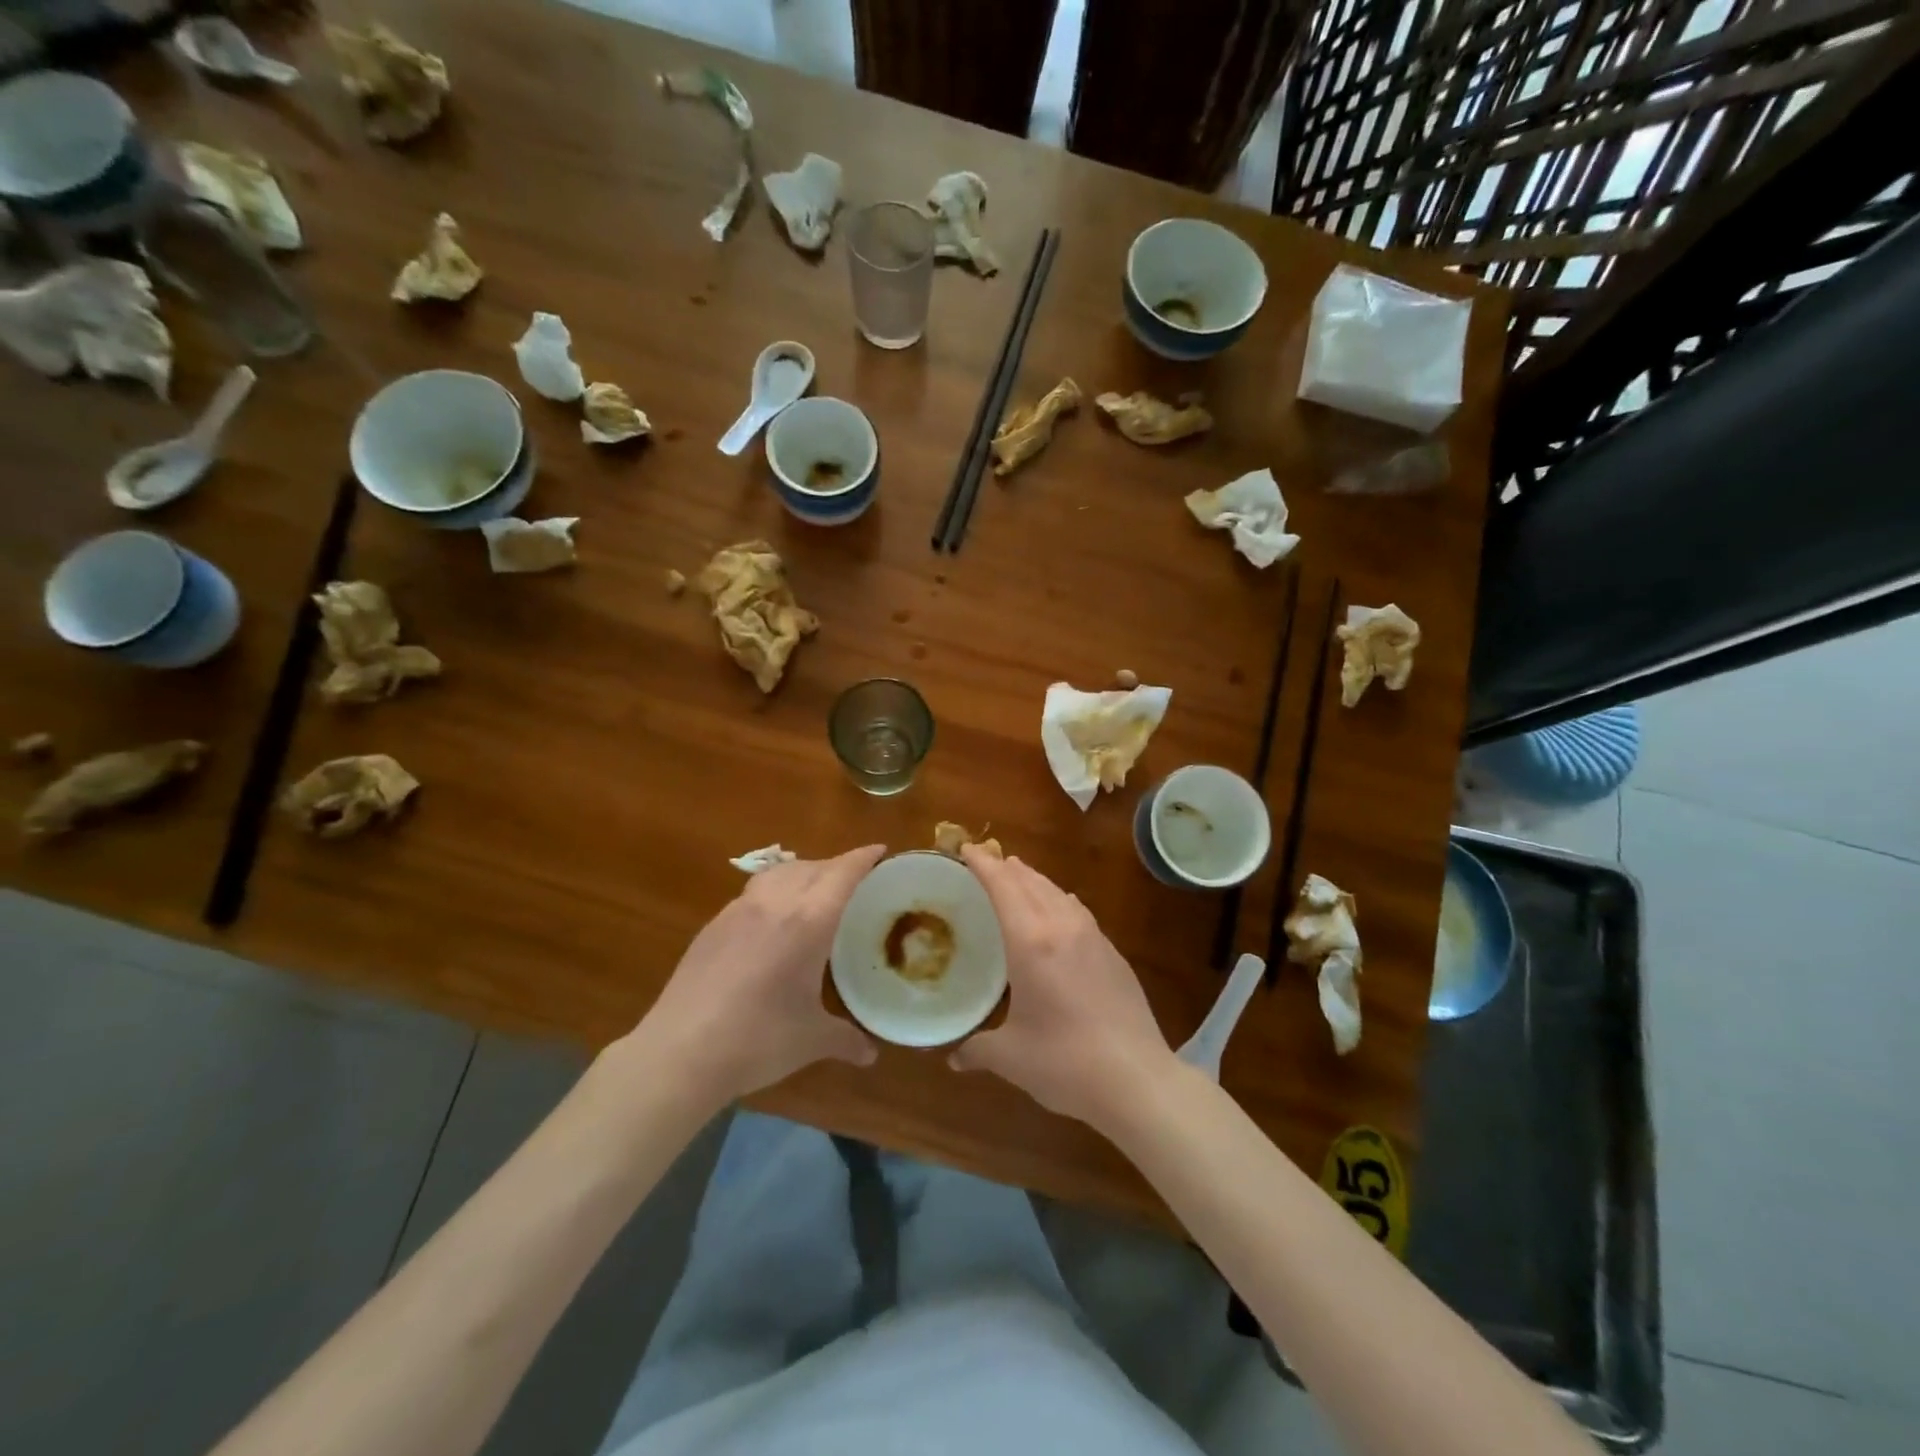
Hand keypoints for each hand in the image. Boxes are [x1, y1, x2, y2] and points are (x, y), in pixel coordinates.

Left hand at [637, 845, 885, 1105]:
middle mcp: (775, 904)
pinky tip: (772, 922)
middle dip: (837, 866)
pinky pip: (753, 893)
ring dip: (803, 872)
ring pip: (779, 873)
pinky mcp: (713, 925)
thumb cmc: (758, 1040)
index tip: (881, 851)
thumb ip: (845, 1039)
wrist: (680, 1052)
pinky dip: (774, 892)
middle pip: (812, 866)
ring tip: (814, 892)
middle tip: (855, 881)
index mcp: (809, 922)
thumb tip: (870, 1054)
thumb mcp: (811, 1040)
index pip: (843, 873)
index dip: (864, 857)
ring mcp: (738, 911)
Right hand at [950, 848, 1172, 1129]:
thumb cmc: (1064, 1063)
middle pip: (1031, 882)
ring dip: (1034, 880)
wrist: (1137, 1079)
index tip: (965, 849)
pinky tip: (1061, 910)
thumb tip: (954, 1057)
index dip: (983, 864)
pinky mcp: (1114, 953)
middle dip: (1006, 868)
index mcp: (1031, 942)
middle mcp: (1062, 927)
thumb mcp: (1011, 1058)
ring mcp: (1093, 937)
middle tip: (985, 862)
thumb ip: (977, 1049)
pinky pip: (1079, 911)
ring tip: (1019, 877)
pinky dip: (1060, 900)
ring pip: (1058, 892)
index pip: (1003, 886)